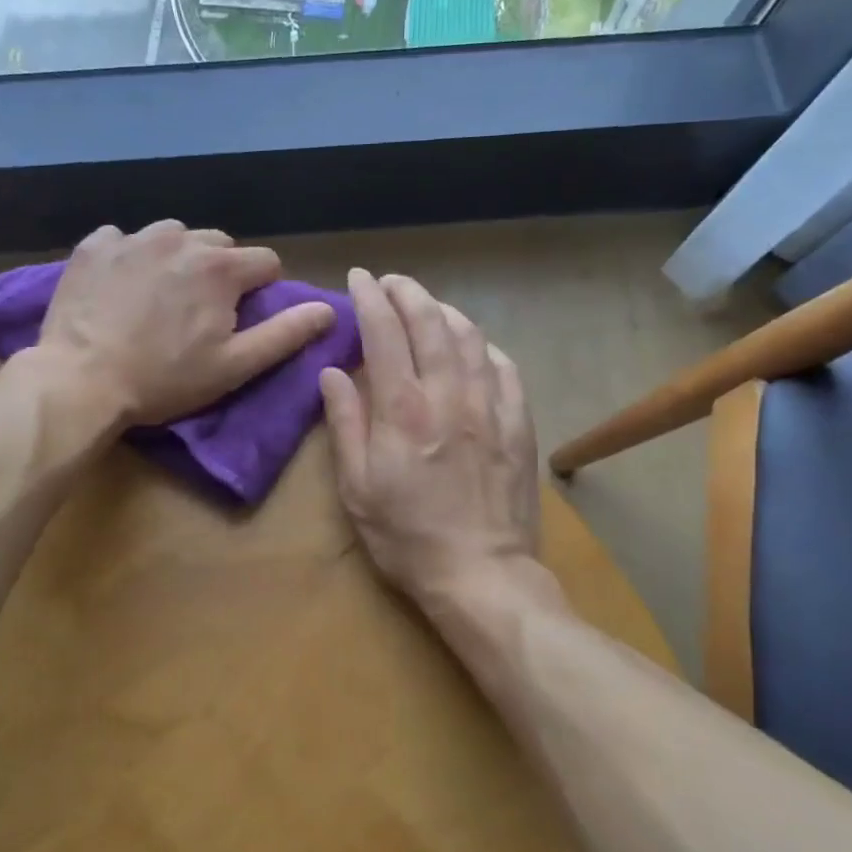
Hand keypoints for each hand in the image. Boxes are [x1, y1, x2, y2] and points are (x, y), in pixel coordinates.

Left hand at [38, 222, 335, 427]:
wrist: (81, 380)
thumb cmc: (164, 379)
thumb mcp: (234, 366)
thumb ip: (285, 334)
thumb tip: (330, 309)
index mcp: (221, 267)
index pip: (265, 262)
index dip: (262, 289)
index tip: (243, 316)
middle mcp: (181, 239)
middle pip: (220, 245)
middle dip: (220, 272)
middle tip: (200, 311)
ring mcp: (133, 237)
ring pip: (174, 236)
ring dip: (177, 259)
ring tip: (160, 296)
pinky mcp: (94, 245)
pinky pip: (124, 238)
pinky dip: (130, 256)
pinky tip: (121, 286)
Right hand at [319, 270, 539, 612]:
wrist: (480, 573)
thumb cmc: (406, 535)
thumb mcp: (356, 487)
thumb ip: (345, 423)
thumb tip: (333, 372)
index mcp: (403, 409)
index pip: (384, 332)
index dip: (370, 298)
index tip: (359, 278)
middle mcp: (448, 394)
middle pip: (430, 322)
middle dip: (408, 292)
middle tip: (392, 282)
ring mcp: (490, 406)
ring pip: (470, 337)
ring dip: (446, 311)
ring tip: (428, 306)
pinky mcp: (519, 424)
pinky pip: (504, 367)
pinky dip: (483, 346)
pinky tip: (473, 347)